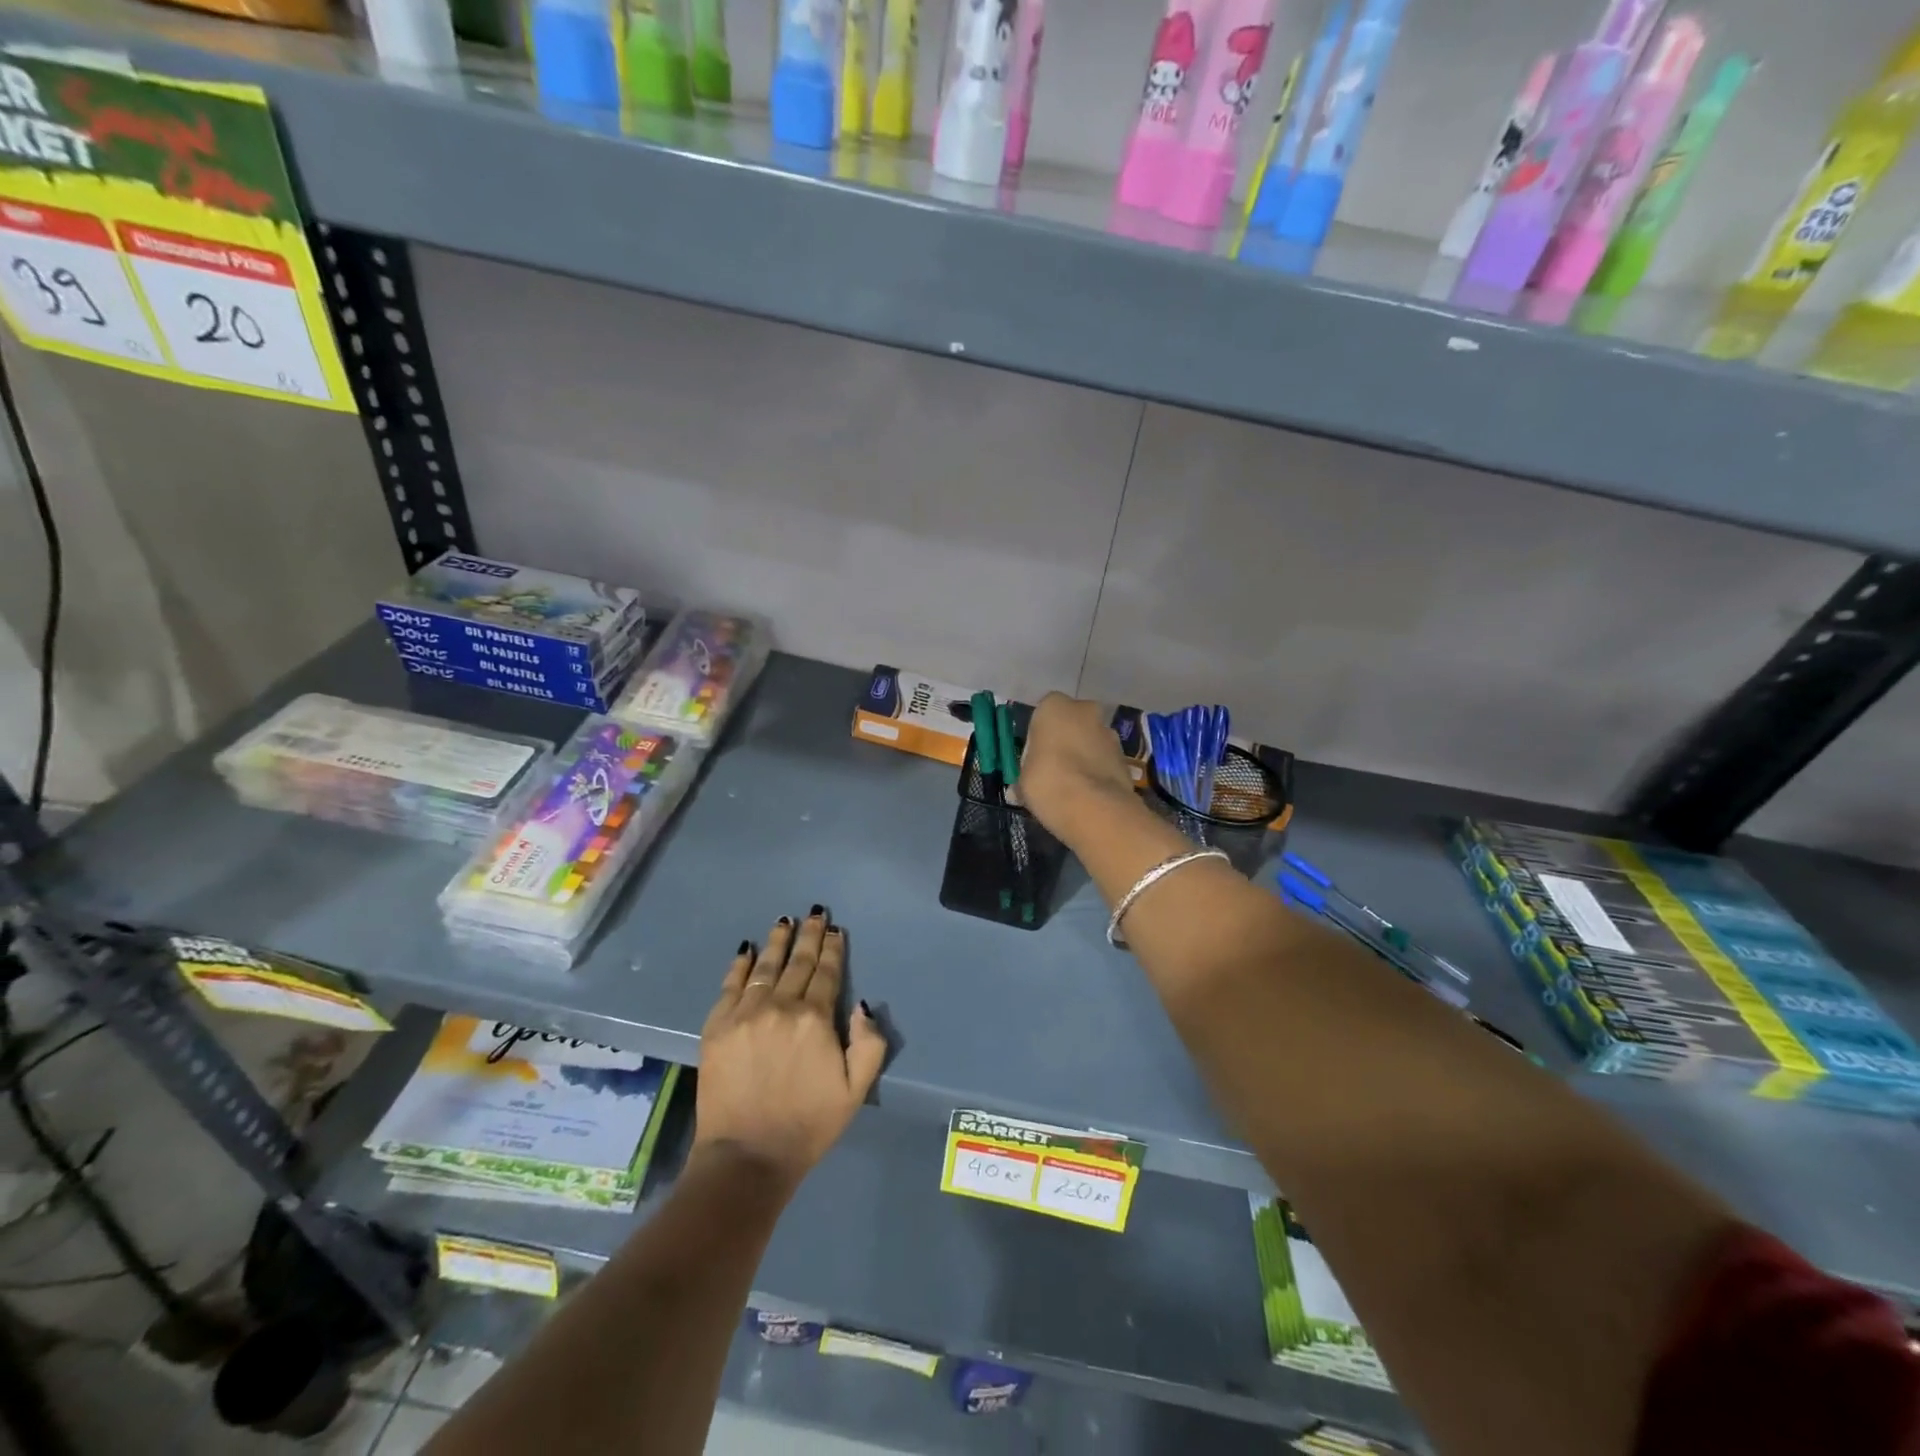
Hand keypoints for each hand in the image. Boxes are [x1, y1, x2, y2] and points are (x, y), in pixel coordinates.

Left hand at [693, 910, 886, 1191]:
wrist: (746, 1157)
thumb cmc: (808, 1125)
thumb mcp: (856, 1091)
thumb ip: (869, 1044)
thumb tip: (862, 1005)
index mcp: (815, 1019)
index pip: (826, 973)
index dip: (833, 949)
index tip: (836, 930)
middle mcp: (780, 1006)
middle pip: (798, 962)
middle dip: (809, 936)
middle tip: (815, 914)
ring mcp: (744, 1014)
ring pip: (764, 966)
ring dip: (777, 941)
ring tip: (784, 921)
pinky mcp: (716, 1027)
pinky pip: (730, 985)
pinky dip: (739, 965)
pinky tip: (746, 950)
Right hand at [1019, 693, 1138, 843]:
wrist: (1095, 809)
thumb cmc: (1048, 783)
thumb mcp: (1022, 780)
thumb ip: (1027, 772)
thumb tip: (1024, 784)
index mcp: (1054, 707)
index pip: (1043, 712)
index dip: (1039, 734)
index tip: (1035, 755)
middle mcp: (1085, 711)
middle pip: (1072, 722)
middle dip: (1066, 739)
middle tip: (1054, 767)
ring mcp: (1110, 733)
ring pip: (1092, 740)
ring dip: (1084, 755)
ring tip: (1073, 786)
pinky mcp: (1126, 758)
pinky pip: (1105, 761)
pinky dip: (1099, 772)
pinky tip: (1089, 794)